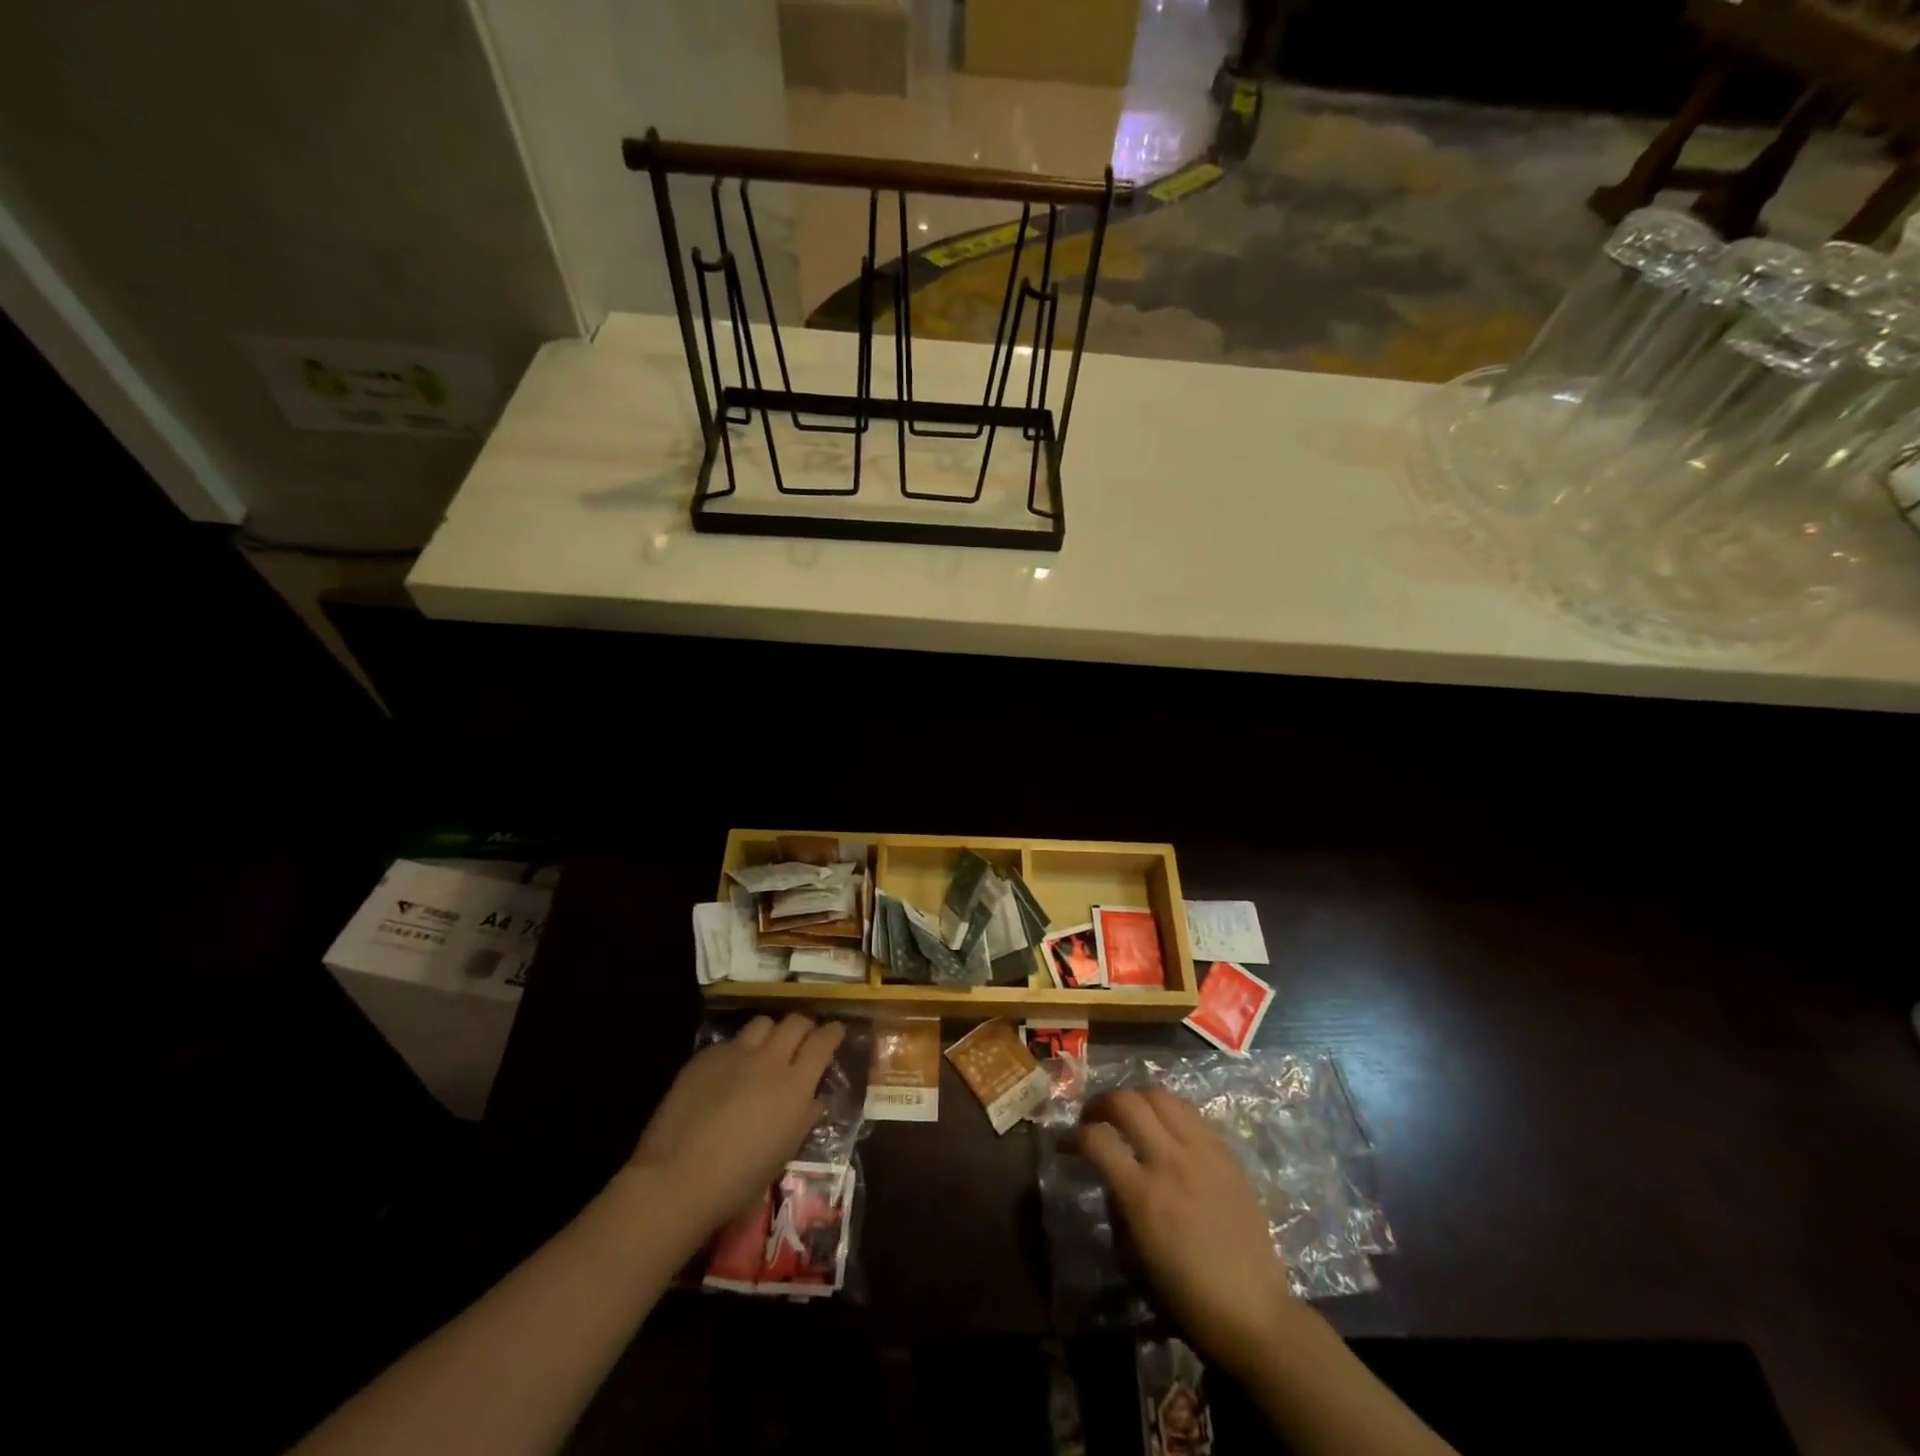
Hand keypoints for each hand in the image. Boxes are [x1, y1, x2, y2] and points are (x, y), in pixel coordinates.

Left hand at [625, 1014, 844, 1242]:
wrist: (677, 1178)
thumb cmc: (739, 1179)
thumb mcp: (784, 1153)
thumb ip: (803, 1118)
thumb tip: (813, 1100)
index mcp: (795, 1084)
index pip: (823, 1041)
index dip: (833, 1032)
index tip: (836, 1031)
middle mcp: (769, 1059)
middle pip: (795, 1022)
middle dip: (804, 1027)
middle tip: (804, 1039)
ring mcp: (735, 1054)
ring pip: (763, 1023)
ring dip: (771, 1032)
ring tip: (767, 1048)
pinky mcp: (705, 1057)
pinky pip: (730, 1043)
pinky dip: (737, 1051)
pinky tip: (728, 1072)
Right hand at [1077, 1087, 1301, 1376]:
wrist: (1254, 1313)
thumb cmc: (1186, 1299)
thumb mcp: (1132, 1261)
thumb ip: (1117, 1211)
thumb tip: (1112, 1179)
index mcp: (1142, 1195)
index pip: (1096, 1140)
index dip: (1073, 1136)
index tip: (1066, 1143)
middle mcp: (1170, 1161)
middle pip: (1127, 1101)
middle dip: (1101, 1102)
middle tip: (1094, 1117)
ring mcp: (1202, 1153)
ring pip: (1161, 1095)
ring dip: (1137, 1098)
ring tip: (1131, 1115)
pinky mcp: (1227, 1154)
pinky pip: (1191, 1113)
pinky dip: (1169, 1111)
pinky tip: (1166, 1128)